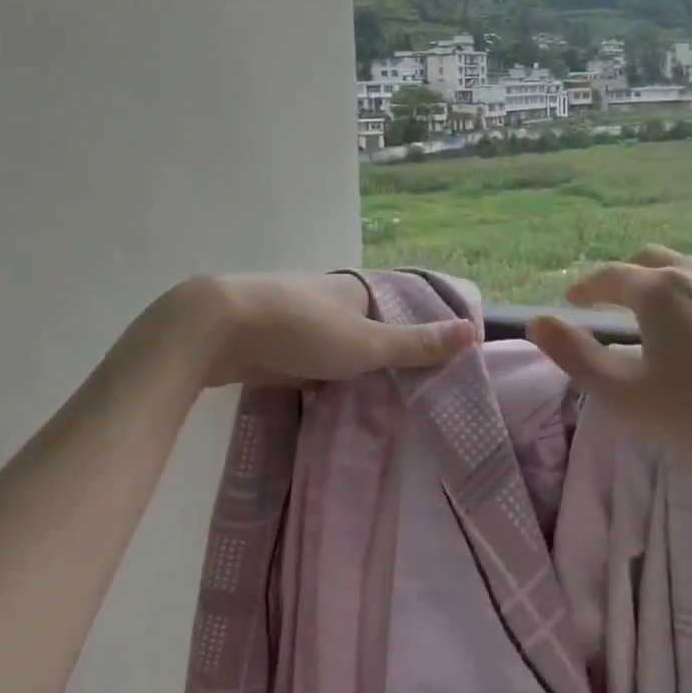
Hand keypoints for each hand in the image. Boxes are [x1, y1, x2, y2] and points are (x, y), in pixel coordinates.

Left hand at [110, 272, 474, 397]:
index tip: (448, 364)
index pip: (407, 306)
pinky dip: (330, 376)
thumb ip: (417, 343)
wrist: (217, 328)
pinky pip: (315, 359)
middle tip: (421, 393)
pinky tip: (338, 402)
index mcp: (360, 288)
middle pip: (375, 326)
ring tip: (387, 404)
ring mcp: (303, 317)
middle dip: (394, 353)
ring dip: (359, 368)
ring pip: (343, 344)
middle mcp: (334, 297)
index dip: (428, 331)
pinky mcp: (276, 340)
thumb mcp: (367, 342)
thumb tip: (474, 331)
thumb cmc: (301, 329)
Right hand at [527, 247, 691, 499]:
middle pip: (650, 261)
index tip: (572, 301)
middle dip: (623, 277)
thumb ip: (577, 356)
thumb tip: (538, 322)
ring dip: (663, 284)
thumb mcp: (628, 396)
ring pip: (689, 270)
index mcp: (660, 290)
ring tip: (657, 317)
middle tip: (610, 303)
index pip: (609, 276)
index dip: (585, 288)